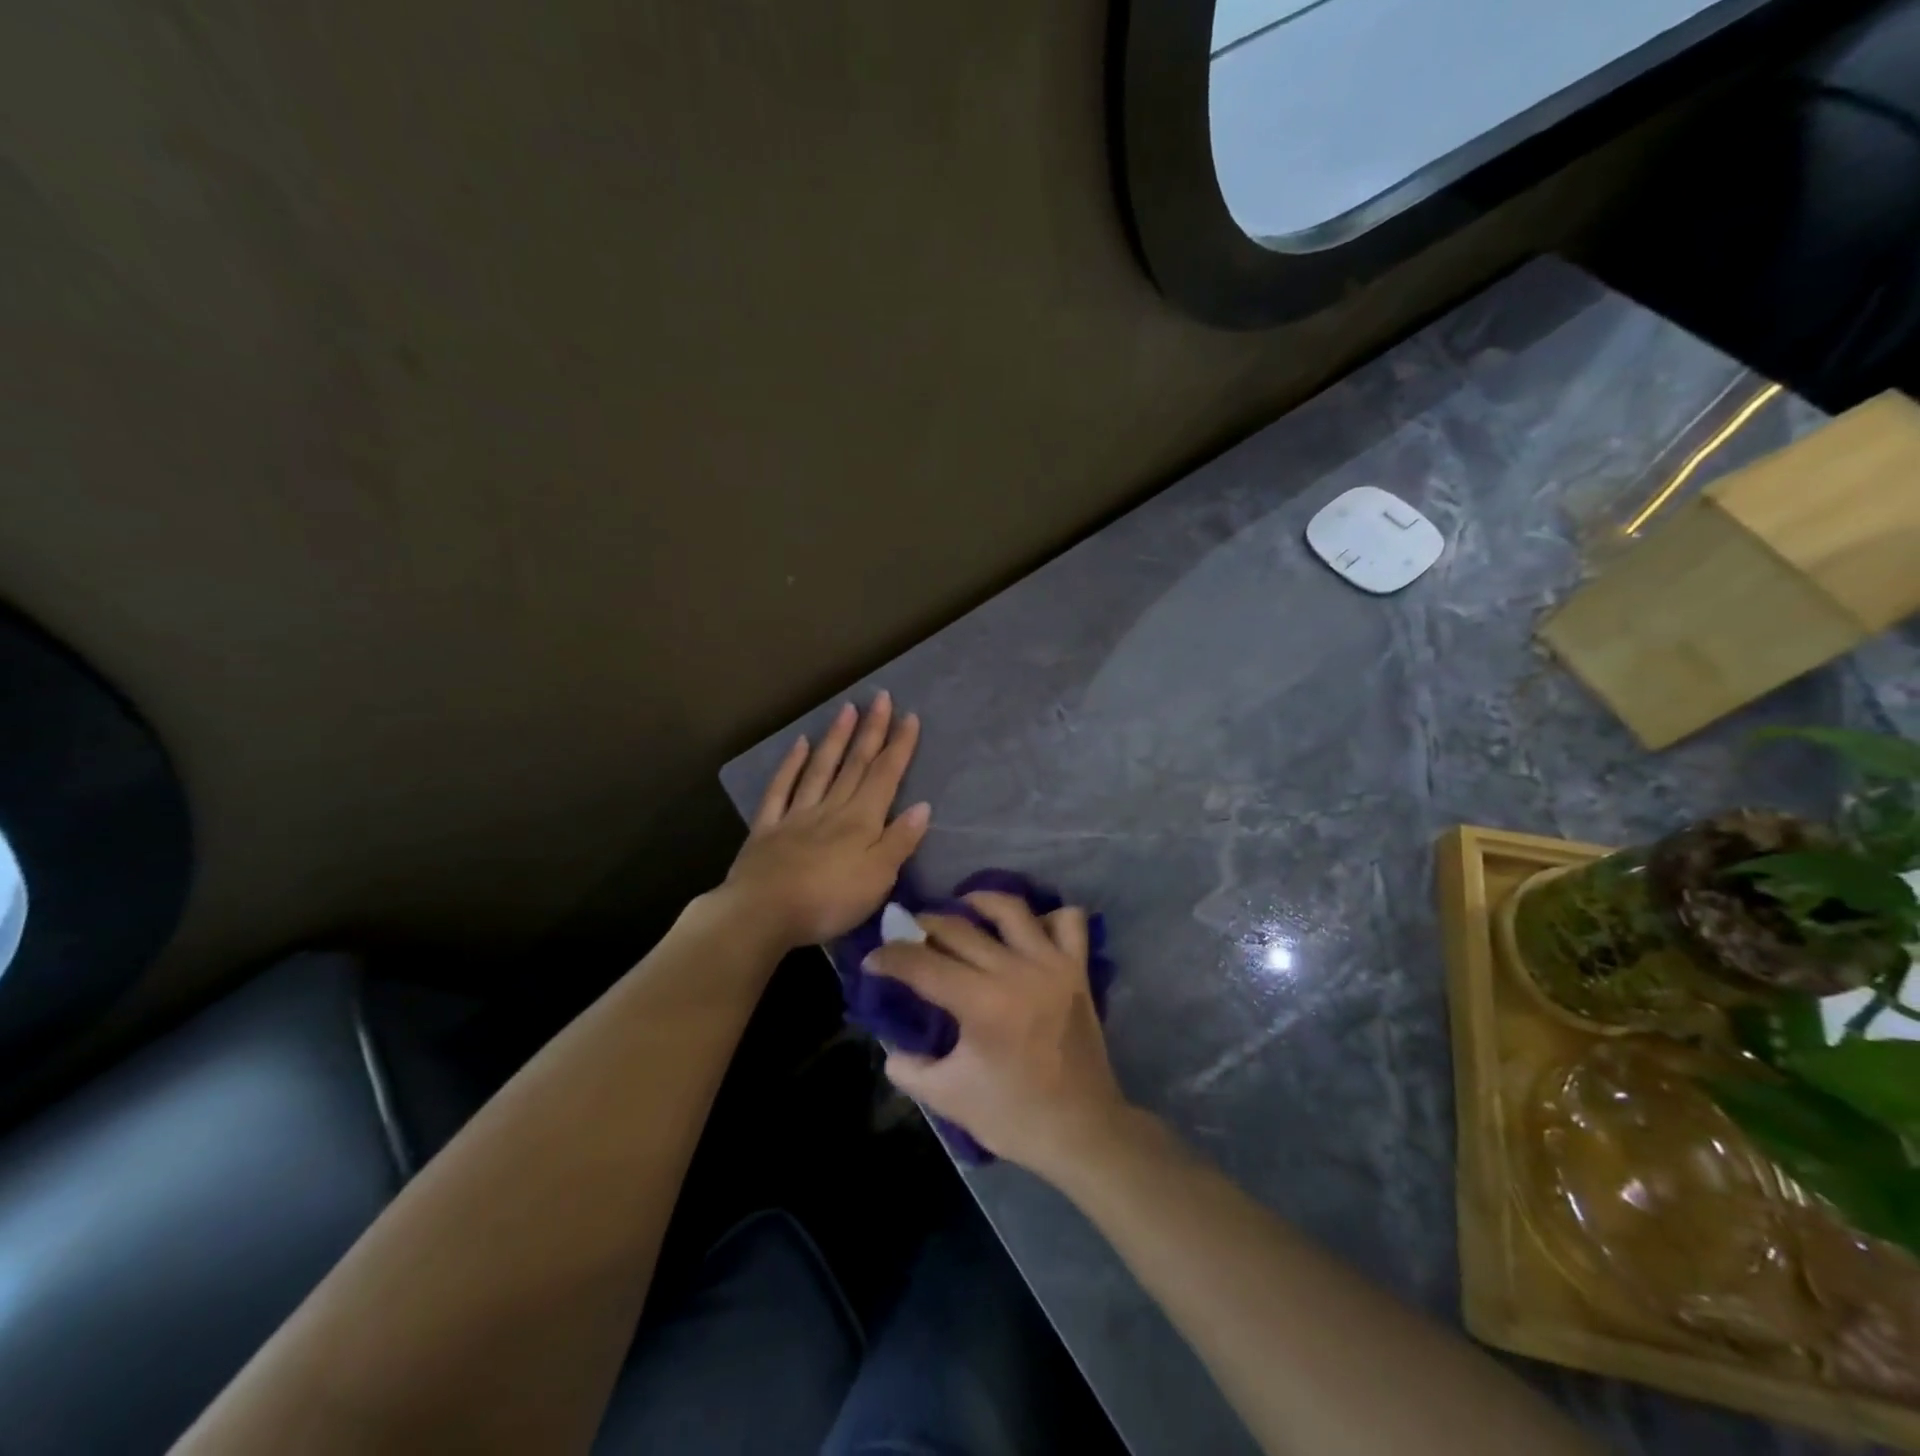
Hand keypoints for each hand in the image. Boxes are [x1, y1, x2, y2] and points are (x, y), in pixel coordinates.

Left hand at [725, 692, 929, 949]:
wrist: (762, 914)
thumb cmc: (828, 901)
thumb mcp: (878, 878)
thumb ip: (899, 841)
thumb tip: (922, 806)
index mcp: (860, 821)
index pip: (885, 776)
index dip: (899, 747)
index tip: (910, 716)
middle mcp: (831, 809)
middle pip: (855, 765)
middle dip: (871, 731)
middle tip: (881, 697)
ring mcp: (796, 815)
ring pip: (821, 769)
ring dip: (836, 738)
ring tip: (848, 709)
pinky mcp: (767, 829)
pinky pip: (781, 789)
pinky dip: (791, 765)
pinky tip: (800, 745)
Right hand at [865, 891, 1129, 1180]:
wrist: (1082, 1131)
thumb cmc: (1014, 1117)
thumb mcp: (948, 1098)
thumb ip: (910, 1068)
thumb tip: (891, 1044)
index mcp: (982, 1004)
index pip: (923, 965)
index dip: (891, 957)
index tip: (872, 960)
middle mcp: (1017, 971)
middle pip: (959, 929)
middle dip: (923, 925)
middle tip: (906, 933)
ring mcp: (1052, 965)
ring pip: (1011, 909)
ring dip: (979, 902)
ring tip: (960, 910)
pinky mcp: (1078, 969)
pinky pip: (1068, 921)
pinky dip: (1046, 917)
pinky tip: (1026, 931)